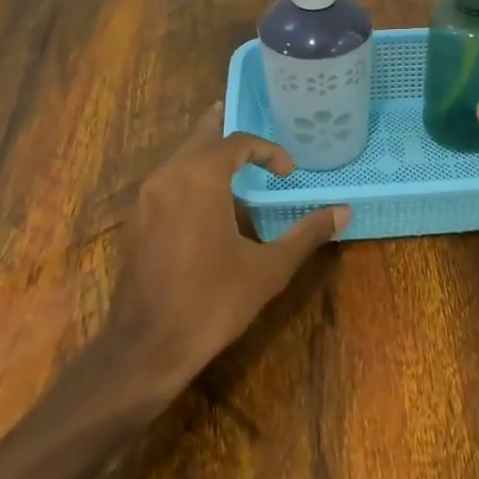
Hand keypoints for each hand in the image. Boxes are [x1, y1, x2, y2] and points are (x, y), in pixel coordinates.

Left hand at [110, 102, 348, 398]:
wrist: (147, 347)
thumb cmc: (212, 301)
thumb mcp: (269, 268)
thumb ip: (306, 234)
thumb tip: (343, 212)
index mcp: (201, 177)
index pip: (237, 142)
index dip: (267, 150)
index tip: (288, 172)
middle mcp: (168, 176)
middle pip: (200, 136)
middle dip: (227, 131)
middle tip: (254, 134)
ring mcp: (145, 199)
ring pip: (179, 158)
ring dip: (207, 155)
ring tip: (234, 166)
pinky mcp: (135, 222)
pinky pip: (165, 182)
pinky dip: (188, 178)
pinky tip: (204, 205)